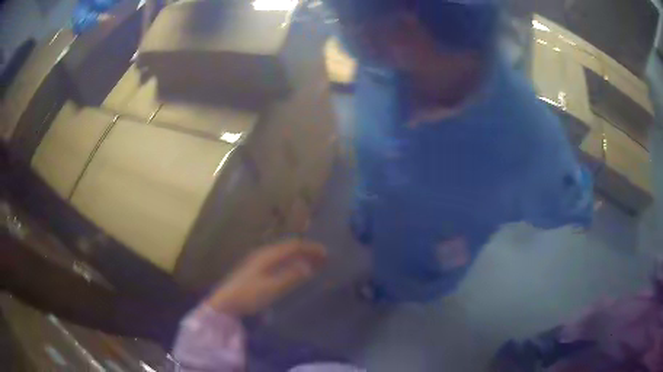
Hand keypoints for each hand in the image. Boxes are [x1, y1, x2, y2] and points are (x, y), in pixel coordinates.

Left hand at [206, 239, 326, 316]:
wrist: (225, 302)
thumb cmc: (248, 295)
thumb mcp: (272, 288)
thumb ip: (291, 277)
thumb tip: (309, 267)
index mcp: (268, 255)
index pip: (293, 246)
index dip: (310, 248)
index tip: (326, 253)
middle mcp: (264, 254)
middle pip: (289, 248)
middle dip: (307, 251)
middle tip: (323, 258)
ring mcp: (258, 261)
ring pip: (284, 254)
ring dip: (300, 257)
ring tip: (313, 264)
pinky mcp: (256, 269)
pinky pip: (279, 261)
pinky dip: (291, 263)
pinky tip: (295, 271)